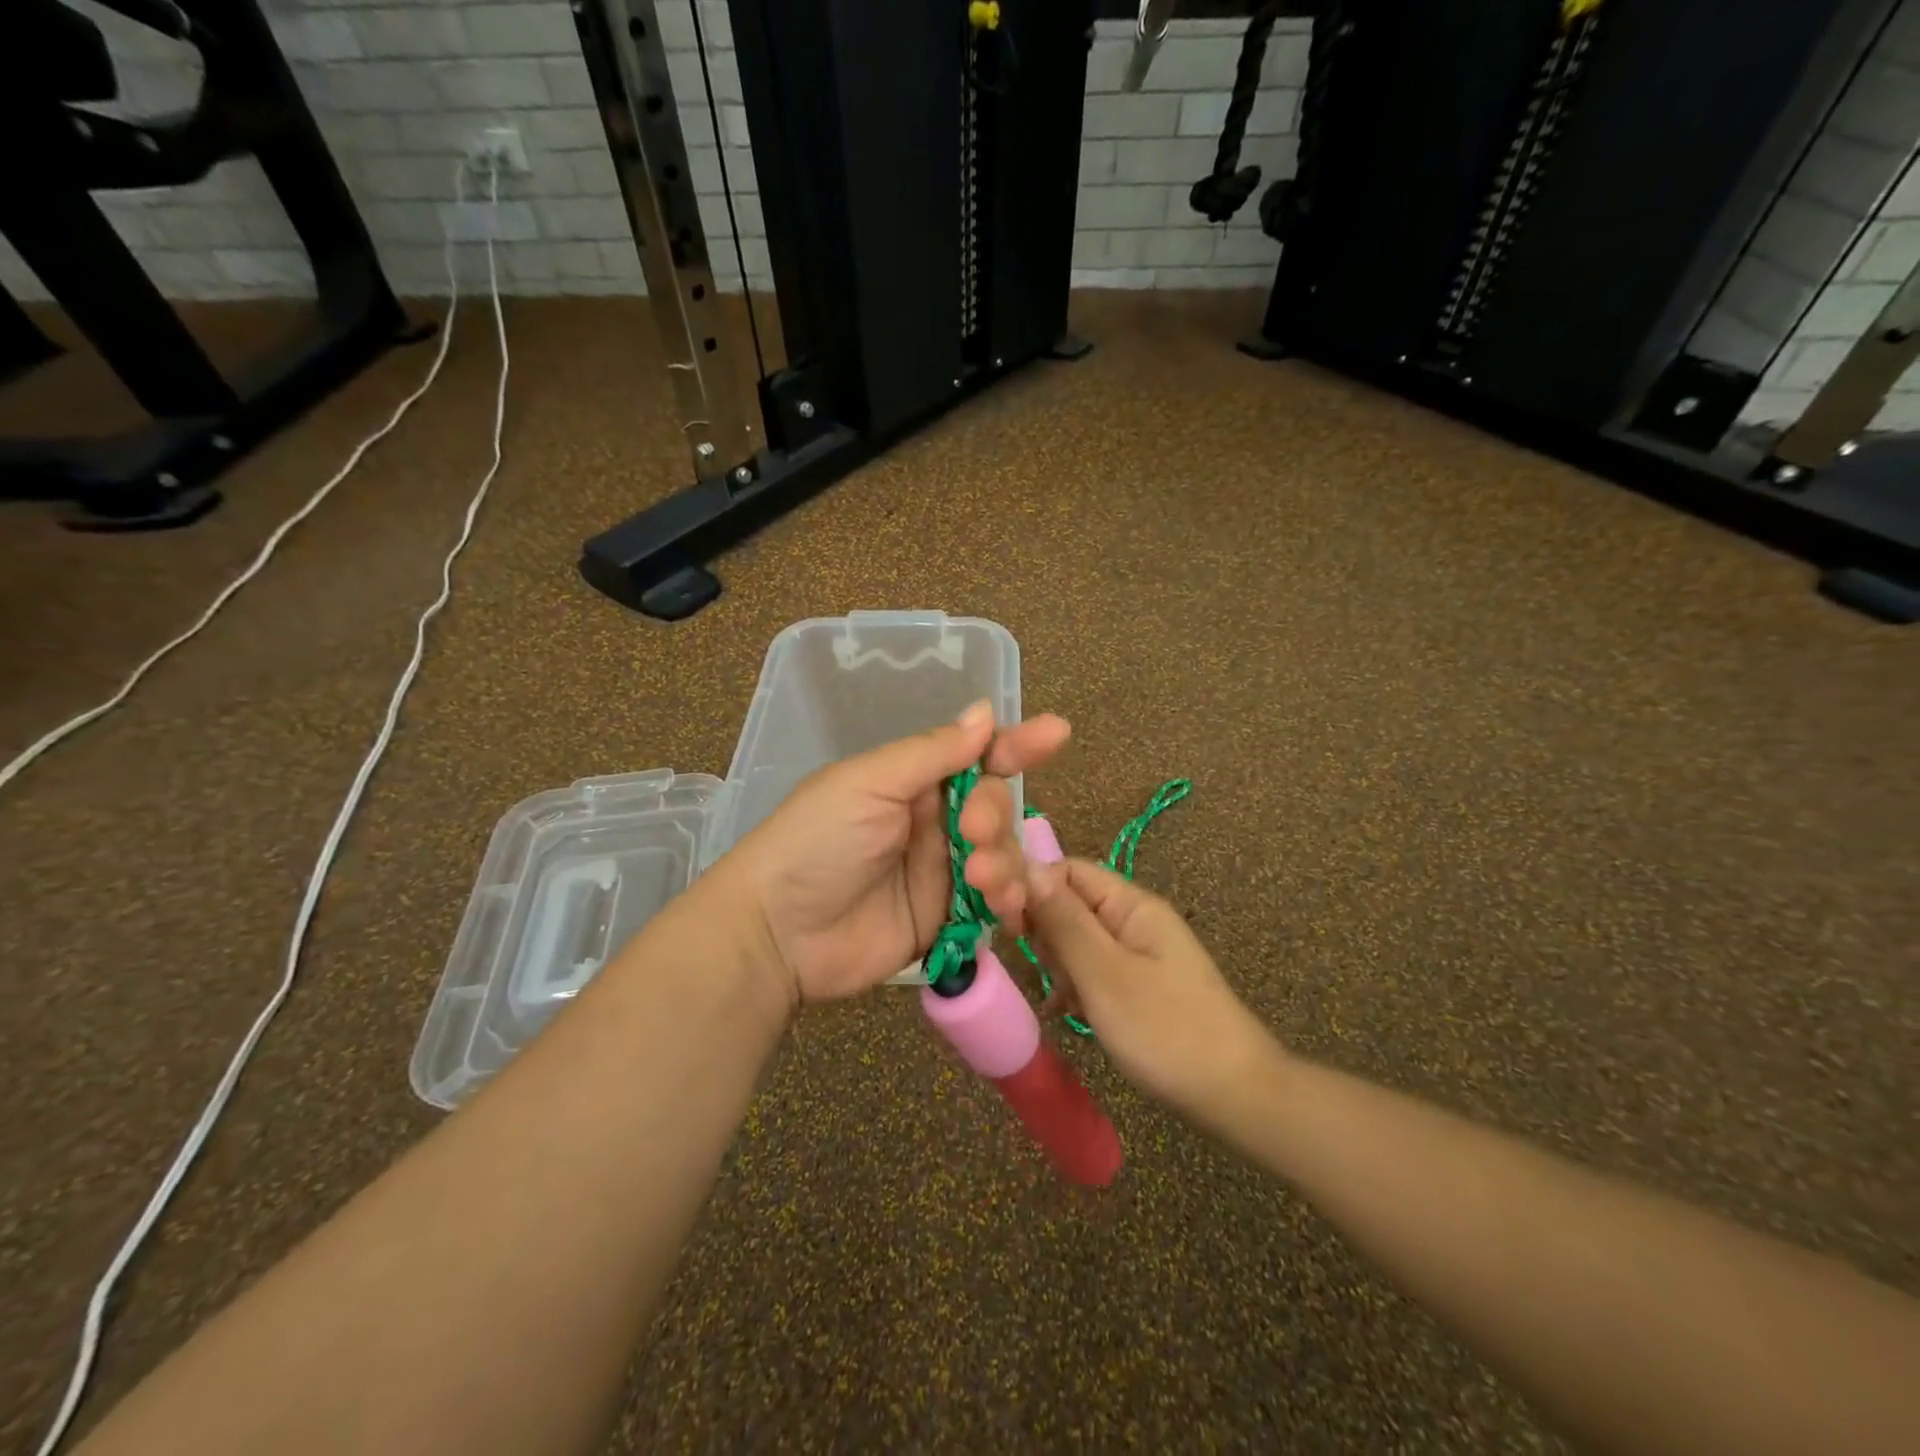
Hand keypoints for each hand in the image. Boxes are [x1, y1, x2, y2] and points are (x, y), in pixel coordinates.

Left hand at [714, 701, 1070, 1009]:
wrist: (778, 934)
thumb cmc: (817, 842)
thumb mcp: (870, 783)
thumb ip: (932, 753)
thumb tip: (985, 712)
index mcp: (910, 780)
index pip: (974, 755)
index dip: (1014, 744)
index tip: (1056, 735)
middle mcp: (931, 821)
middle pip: (994, 806)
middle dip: (995, 815)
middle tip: (973, 833)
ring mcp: (939, 872)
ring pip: (1001, 855)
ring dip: (1005, 862)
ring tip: (982, 880)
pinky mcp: (945, 919)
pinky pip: (992, 903)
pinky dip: (1009, 902)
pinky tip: (1008, 908)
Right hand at [973, 843, 1276, 1121]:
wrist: (1235, 1095)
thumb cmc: (1164, 1029)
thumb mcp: (1104, 973)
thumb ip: (1063, 920)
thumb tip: (1027, 867)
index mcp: (1130, 904)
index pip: (1067, 871)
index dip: (1032, 888)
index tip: (1007, 925)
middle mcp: (1134, 920)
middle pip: (1069, 904)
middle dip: (1046, 934)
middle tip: (1051, 974)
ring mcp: (1138, 954)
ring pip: (1077, 941)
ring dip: (1060, 966)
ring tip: (1065, 1001)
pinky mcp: (1138, 985)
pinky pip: (1093, 970)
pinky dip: (1076, 987)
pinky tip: (1067, 1013)